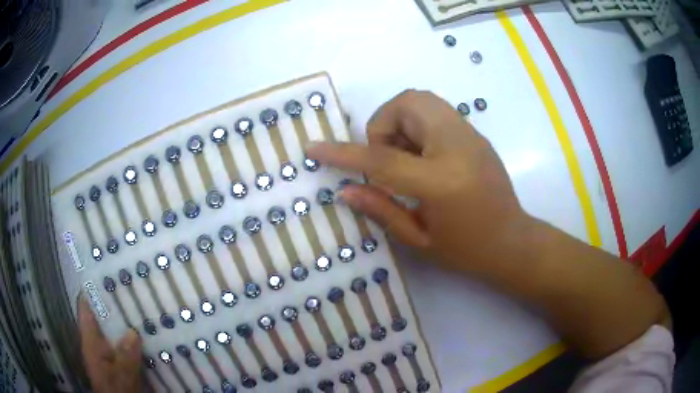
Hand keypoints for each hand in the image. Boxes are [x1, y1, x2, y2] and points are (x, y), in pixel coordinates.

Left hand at [78, 295, 142, 392]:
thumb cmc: (115, 390)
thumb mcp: (122, 376)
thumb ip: (126, 356)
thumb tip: (133, 332)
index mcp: (90, 340)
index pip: (85, 305)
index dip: (93, 288)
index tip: (107, 273)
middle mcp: (95, 341)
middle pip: (101, 315)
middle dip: (115, 304)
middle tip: (133, 290)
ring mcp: (105, 351)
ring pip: (113, 329)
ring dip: (125, 321)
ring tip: (143, 309)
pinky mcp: (116, 360)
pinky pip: (123, 342)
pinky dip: (132, 338)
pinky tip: (147, 336)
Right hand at [307, 89, 525, 274]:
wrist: (512, 243)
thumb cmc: (467, 251)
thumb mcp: (419, 240)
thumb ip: (381, 209)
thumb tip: (345, 189)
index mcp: (441, 181)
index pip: (381, 157)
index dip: (343, 152)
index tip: (314, 147)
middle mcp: (457, 147)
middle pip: (408, 103)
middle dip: (383, 124)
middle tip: (385, 158)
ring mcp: (471, 136)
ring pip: (423, 100)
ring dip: (401, 122)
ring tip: (403, 158)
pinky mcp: (476, 135)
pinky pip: (437, 112)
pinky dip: (418, 125)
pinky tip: (423, 157)